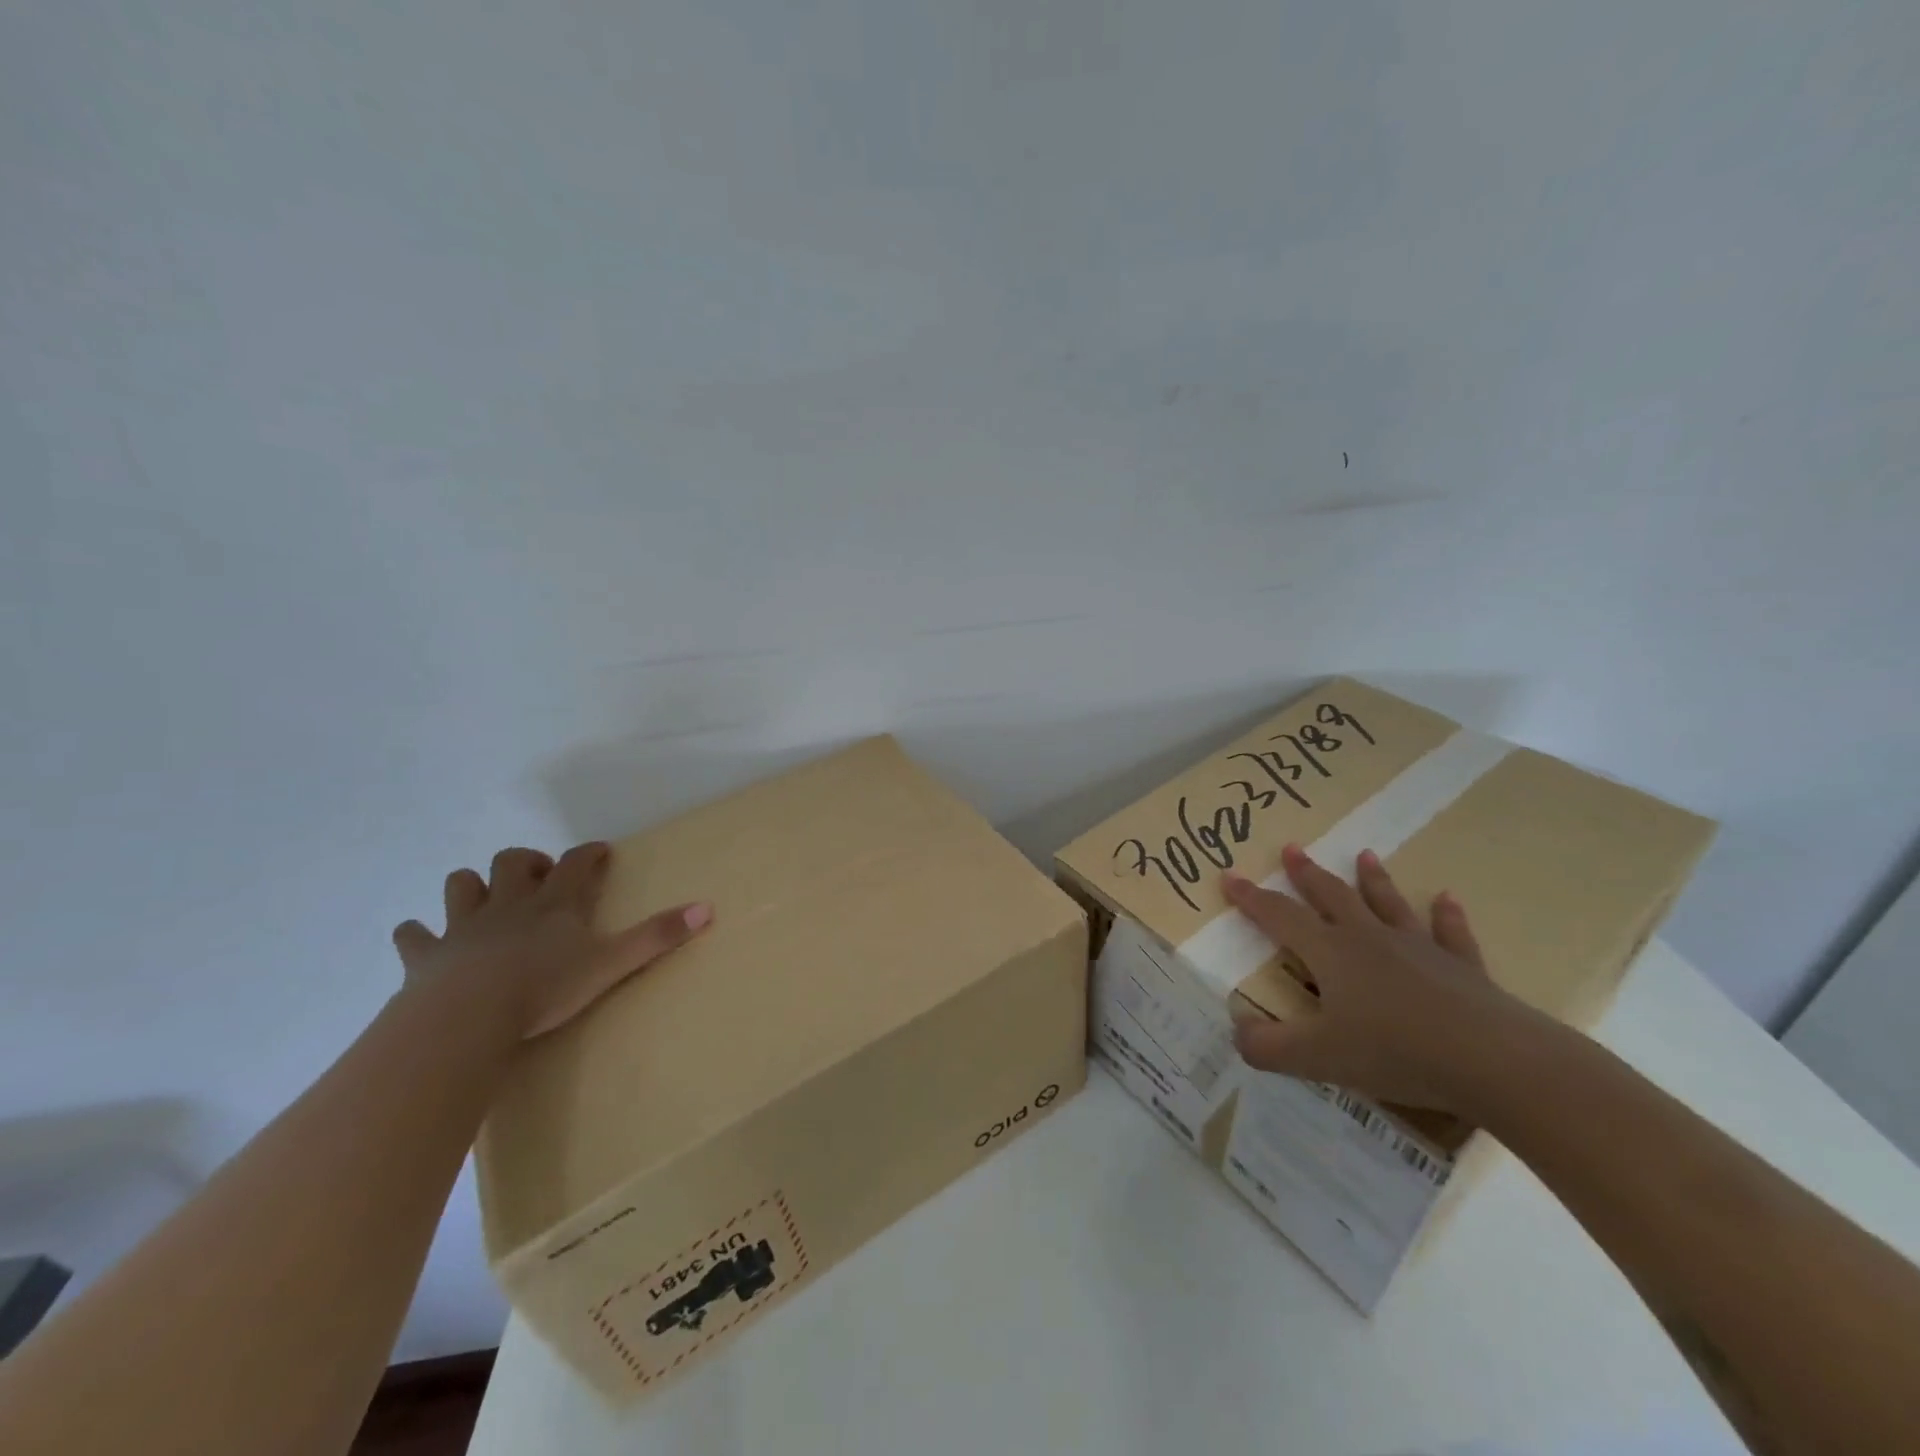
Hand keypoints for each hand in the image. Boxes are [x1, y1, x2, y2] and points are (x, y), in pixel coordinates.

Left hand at [392, 842, 712, 1039]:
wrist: (466, 1017)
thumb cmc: (544, 988)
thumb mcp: (612, 964)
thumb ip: (658, 937)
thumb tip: (707, 908)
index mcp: (554, 904)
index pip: (577, 863)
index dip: (590, 853)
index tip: (601, 851)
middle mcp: (508, 905)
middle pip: (511, 863)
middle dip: (526, 862)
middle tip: (540, 878)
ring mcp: (463, 928)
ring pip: (461, 886)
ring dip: (473, 887)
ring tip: (485, 900)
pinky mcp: (426, 957)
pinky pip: (413, 937)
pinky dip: (417, 935)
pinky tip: (422, 940)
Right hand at [1223, 844, 1530, 1111]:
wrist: (1493, 1061)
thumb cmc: (1396, 1052)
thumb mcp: (1317, 1057)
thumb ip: (1267, 1046)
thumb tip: (1236, 1031)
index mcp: (1330, 953)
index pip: (1279, 916)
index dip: (1251, 898)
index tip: (1229, 876)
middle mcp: (1369, 939)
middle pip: (1331, 897)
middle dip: (1307, 873)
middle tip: (1292, 848)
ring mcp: (1418, 949)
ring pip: (1387, 904)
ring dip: (1373, 880)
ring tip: (1364, 855)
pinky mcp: (1462, 968)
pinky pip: (1450, 933)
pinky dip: (1446, 915)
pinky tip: (1446, 898)